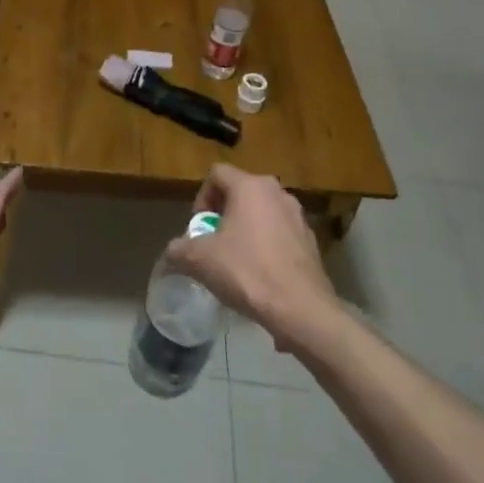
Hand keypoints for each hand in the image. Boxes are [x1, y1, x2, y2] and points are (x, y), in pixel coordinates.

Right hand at [166, 164, 338, 351]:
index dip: (201, 197)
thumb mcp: (199, 260)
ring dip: (245, 230)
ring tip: (236, 261)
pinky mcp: (311, 241)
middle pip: (240, 192)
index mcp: (250, 187)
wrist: (300, 309)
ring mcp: (298, 216)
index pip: (217, 173)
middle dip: (223, 215)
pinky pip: (279, 234)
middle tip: (214, 243)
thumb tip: (172, 252)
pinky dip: (266, 246)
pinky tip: (260, 276)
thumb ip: (179, 249)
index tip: (200, 227)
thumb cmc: (247, 272)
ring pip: (261, 213)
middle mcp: (277, 193)